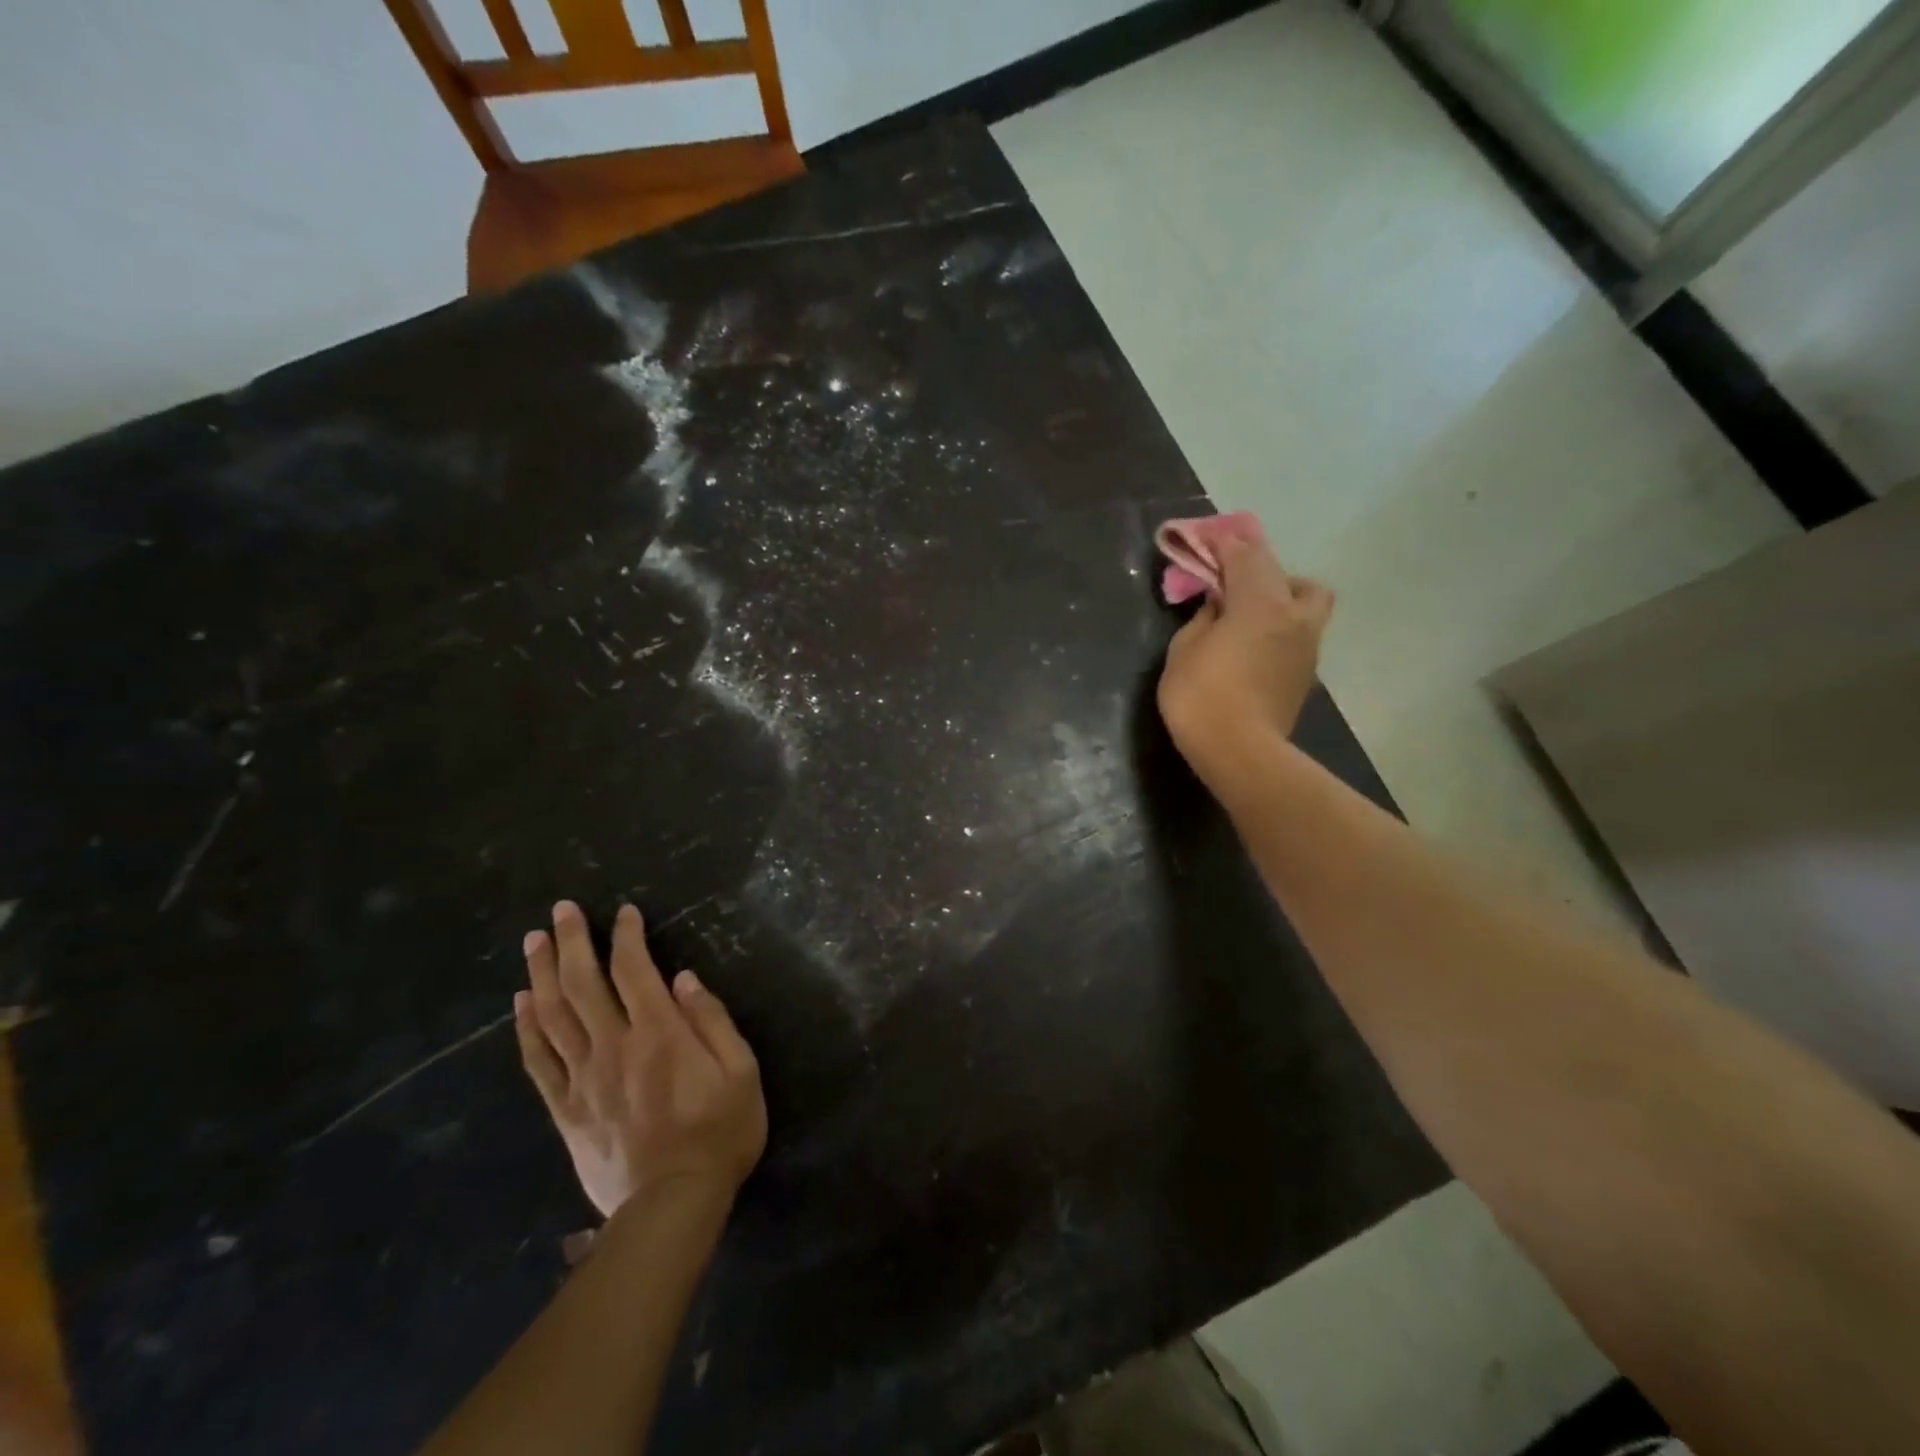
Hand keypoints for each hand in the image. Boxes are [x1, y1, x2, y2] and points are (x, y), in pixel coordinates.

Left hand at [514, 901, 766, 1219]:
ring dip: (542, 974)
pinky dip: (527, 1028)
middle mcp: (615, 1046)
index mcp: (660, 1033)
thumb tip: (683, 978)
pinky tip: (521, 1003)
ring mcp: (584, 1077)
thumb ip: (712, 1020)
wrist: (673, 1202)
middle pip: (583, 984)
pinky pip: (539, 1061)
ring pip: (554, 1016)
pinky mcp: (567, 1108)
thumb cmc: (720, 1130)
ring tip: (533, 942)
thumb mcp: (741, 1070)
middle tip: (560, 910)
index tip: (623, 912)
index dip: (626, 936)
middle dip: (571, 941)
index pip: (635, 970)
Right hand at [1157, 535, 1333, 788]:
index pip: (1245, 556)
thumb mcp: (1184, 650)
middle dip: (1258, 568)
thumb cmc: (1202, 697)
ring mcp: (1306, 645)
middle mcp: (1293, 616)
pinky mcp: (1306, 673)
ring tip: (1247, 612)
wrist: (1241, 753)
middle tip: (1230, 580)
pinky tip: (1254, 642)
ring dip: (1279, 596)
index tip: (1208, 538)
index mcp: (1260, 603)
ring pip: (1305, 602)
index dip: (1224, 544)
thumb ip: (1203, 619)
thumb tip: (1218, 607)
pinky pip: (1299, 631)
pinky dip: (1280, 625)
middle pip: (1286, 575)